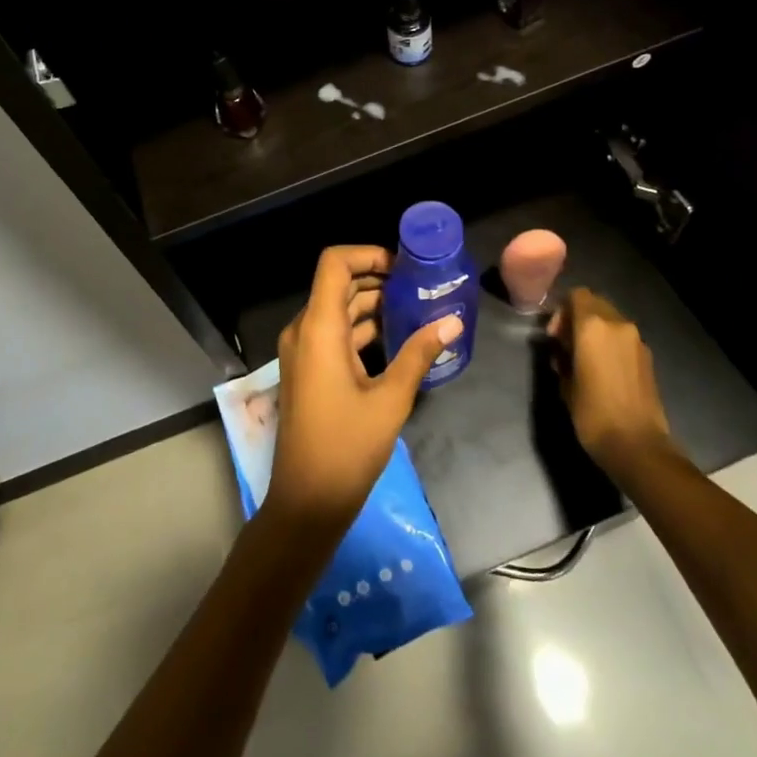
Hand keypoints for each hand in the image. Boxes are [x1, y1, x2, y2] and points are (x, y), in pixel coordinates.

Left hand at [267, 245, 465, 537]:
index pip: (334, 263)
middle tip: (419, 285)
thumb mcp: (390, 399)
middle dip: (377, 278)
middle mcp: (304, 330)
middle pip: (338, 283)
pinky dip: (362, 328)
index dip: (367, 254)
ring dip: (372, 304)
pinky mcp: (309, 370)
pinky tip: (397, 336)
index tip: (403, 266)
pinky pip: (335, 334)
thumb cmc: (347, 448)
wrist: (306, 501)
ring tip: (416, 307)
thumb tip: (453, 321)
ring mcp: (303, 351)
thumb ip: (419, 354)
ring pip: (338, 309)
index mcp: (319, 328)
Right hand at [546, 287, 671, 467]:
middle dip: (578, 317)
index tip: (554, 335)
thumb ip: (562, 357)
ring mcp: (637, 340)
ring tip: (585, 358)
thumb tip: (564, 350)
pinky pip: (623, 337)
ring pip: (611, 320)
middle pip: (595, 303)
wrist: (638, 446)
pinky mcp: (648, 357)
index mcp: (593, 326)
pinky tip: (603, 369)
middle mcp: (617, 324)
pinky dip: (611, 343)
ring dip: (596, 330)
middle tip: (566, 344)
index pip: (576, 295)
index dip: (561, 310)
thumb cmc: (593, 414)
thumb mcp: (565, 384)